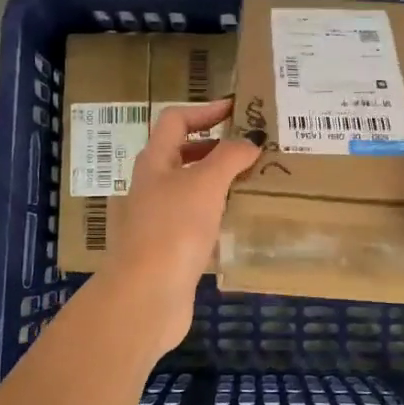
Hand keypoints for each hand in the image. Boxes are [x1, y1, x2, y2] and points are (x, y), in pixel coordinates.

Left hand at [96, 99, 259, 355]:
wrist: (146, 295)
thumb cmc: (173, 228)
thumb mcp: (205, 183)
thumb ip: (229, 157)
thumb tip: (249, 141)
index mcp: (155, 161)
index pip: (176, 121)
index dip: (205, 111)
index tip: (238, 109)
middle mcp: (153, 185)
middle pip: (184, 153)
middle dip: (217, 147)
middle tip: (254, 148)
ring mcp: (160, 218)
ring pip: (192, 189)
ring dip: (221, 181)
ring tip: (256, 181)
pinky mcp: (171, 248)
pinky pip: (198, 219)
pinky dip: (219, 213)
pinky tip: (242, 220)